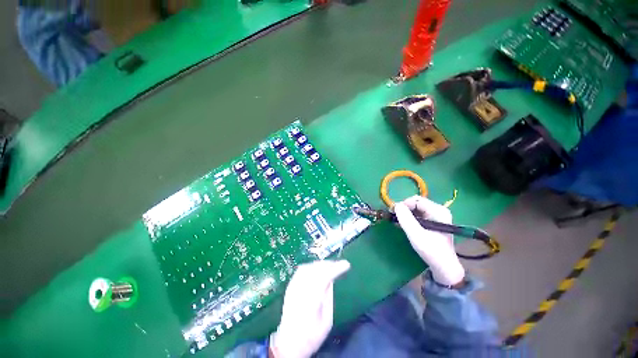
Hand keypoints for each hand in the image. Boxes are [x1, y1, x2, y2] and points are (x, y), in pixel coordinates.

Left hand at [270, 260, 350, 357]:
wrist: (288, 343)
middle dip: (329, 264)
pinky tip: (318, 269)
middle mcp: (300, 290)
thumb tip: (331, 279)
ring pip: (308, 267)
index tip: (346, 264)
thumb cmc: (311, 336)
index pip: (324, 277)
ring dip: (320, 264)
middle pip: (316, 269)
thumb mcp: (326, 322)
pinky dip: (311, 266)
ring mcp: (293, 287)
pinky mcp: (290, 287)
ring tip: (330, 265)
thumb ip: (328, 298)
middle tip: (339, 264)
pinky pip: (301, 270)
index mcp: (311, 301)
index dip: (336, 268)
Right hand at [394, 196, 464, 285]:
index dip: (403, 204)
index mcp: (438, 211)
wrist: (444, 267)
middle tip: (395, 217)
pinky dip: (409, 218)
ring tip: (398, 222)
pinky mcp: (433, 221)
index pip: (416, 200)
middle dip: (404, 208)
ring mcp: (436, 216)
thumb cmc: (431, 251)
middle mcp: (439, 210)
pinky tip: (404, 225)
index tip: (393, 212)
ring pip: (416, 208)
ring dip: (405, 213)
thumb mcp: (416, 235)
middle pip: (416, 203)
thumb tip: (396, 205)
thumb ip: (406, 219)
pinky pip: (418, 214)